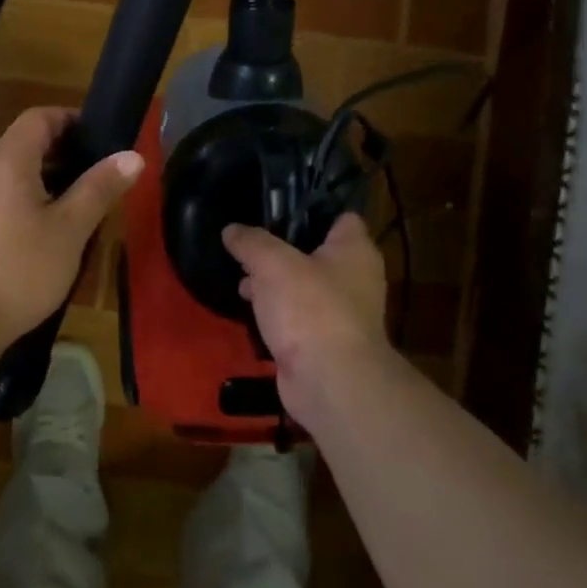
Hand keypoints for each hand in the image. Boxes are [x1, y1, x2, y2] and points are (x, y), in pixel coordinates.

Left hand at [0, 107, 142, 346]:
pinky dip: (34, 200)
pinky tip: (56, 230)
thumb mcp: (69, 229)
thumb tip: (133, 155)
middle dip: (68, 153)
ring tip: (87, 203)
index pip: (39, 117)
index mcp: (8, 160)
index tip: (104, 139)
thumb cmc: (19, 269)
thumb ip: (99, 188)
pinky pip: (6, 196)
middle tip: (104, 175)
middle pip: (28, 143)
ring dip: (53, 180)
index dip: (73, 120)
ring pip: (18, 173)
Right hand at [222, 212, 392, 431]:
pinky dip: (276, 313)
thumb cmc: (310, 308)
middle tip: (248, 243)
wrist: (328, 381)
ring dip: (274, 283)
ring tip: (240, 276)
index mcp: (355, 251)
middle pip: (316, 252)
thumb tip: (231, 230)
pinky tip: (249, 308)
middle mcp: (355, 279)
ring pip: (303, 286)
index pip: (341, 217)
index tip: (276, 207)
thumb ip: (250, 242)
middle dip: (281, 249)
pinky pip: (296, 317)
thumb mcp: (272, 263)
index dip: (311, 209)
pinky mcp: (323, 342)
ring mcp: (340, 313)